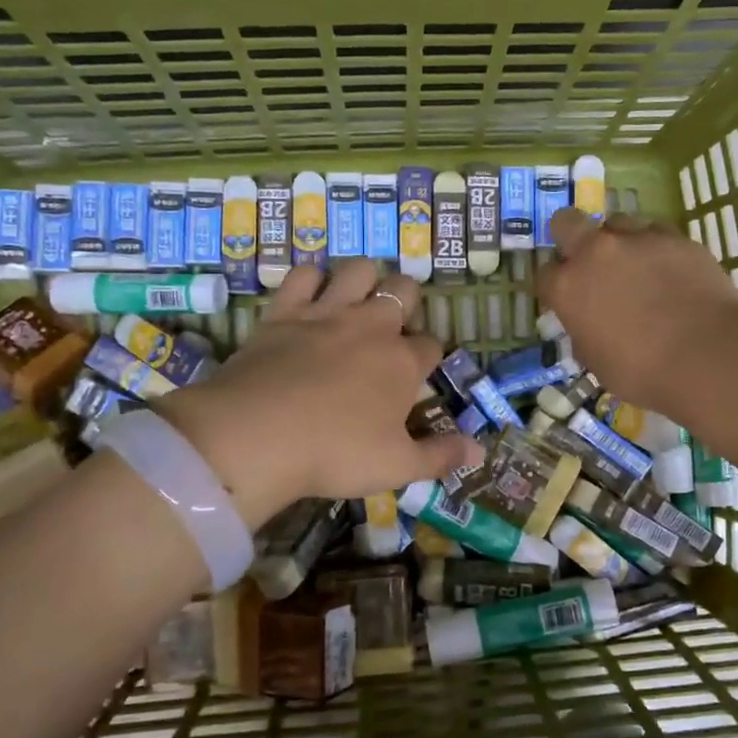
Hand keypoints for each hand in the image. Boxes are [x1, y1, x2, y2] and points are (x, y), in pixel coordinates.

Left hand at [154, 259, 484, 528]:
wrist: (257, 436)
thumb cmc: (335, 454)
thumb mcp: (396, 467)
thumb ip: (440, 456)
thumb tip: (480, 452)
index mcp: (402, 363)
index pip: (431, 346)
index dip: (429, 356)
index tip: (419, 371)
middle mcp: (371, 327)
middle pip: (403, 292)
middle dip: (407, 301)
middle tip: (393, 326)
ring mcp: (327, 314)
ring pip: (359, 271)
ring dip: (365, 278)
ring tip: (359, 298)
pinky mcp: (284, 312)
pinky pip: (303, 276)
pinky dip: (310, 279)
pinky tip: (311, 293)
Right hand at [537, 207, 737, 416]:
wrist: (708, 356)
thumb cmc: (643, 372)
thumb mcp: (596, 362)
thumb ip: (584, 332)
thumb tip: (589, 323)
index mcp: (568, 287)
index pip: (544, 275)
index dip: (554, 286)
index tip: (566, 298)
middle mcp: (595, 252)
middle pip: (567, 222)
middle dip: (570, 236)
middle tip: (587, 259)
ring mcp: (637, 239)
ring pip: (616, 222)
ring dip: (618, 240)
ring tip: (636, 265)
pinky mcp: (676, 237)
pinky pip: (656, 232)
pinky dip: (656, 247)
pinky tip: (669, 269)